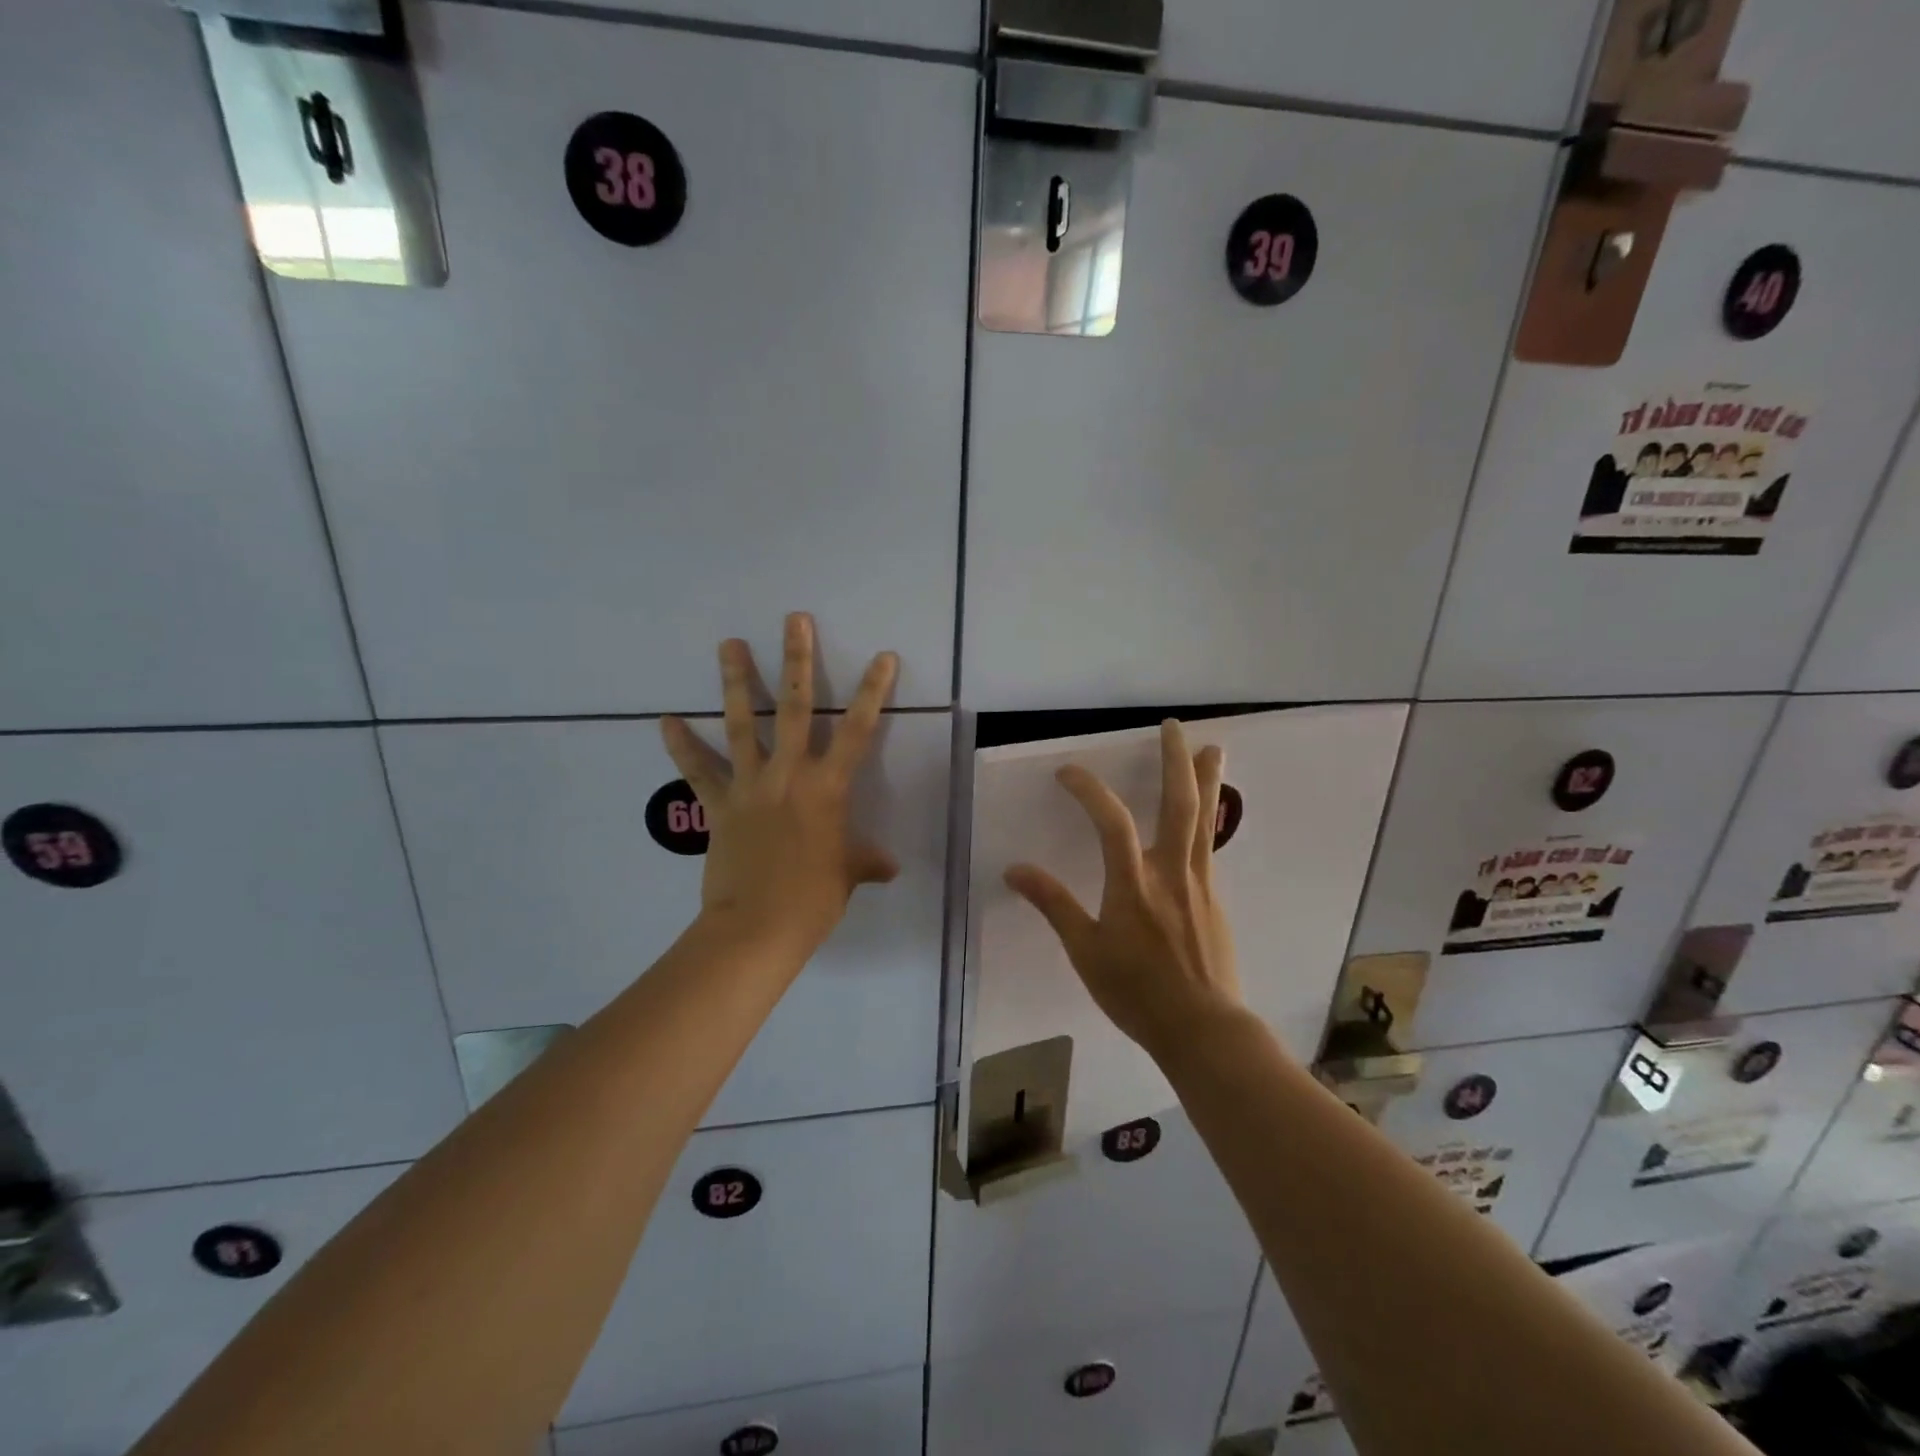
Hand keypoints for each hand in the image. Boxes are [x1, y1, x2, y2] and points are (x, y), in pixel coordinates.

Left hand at [661, 613, 899, 961]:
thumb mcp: (846, 875)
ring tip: (729, 643)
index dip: (873, 691)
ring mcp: (749, 785)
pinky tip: (665, 720)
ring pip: (742, 724)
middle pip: (795, 708)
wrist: (757, 927)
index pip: (858, 729)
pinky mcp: (717, 804)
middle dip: (797, 661)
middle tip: (794, 620)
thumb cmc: (812, 899)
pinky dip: (681, 746)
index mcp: (828, 787)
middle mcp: (789, 774)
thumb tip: (889, 867)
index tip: (882, 656)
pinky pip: (697, 770)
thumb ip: (866, 862)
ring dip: (736, 681)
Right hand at [1005, 719, 1242, 1063]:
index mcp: (1134, 883)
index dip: (1089, 789)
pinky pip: (1210, 846)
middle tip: (1175, 727)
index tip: (1067, 772)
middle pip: (1179, 803)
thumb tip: (1014, 870)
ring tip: (1215, 748)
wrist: (1203, 1028)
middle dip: (1176, 761)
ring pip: (1205, 820)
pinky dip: (1209, 818)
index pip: (1112, 820)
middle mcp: (1171, 872)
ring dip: (1208, 779)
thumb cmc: (1137, 992)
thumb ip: (1053, 905)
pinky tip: (1206, 816)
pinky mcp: (1215, 899)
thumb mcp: (1086, 951)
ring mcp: (1200, 883)